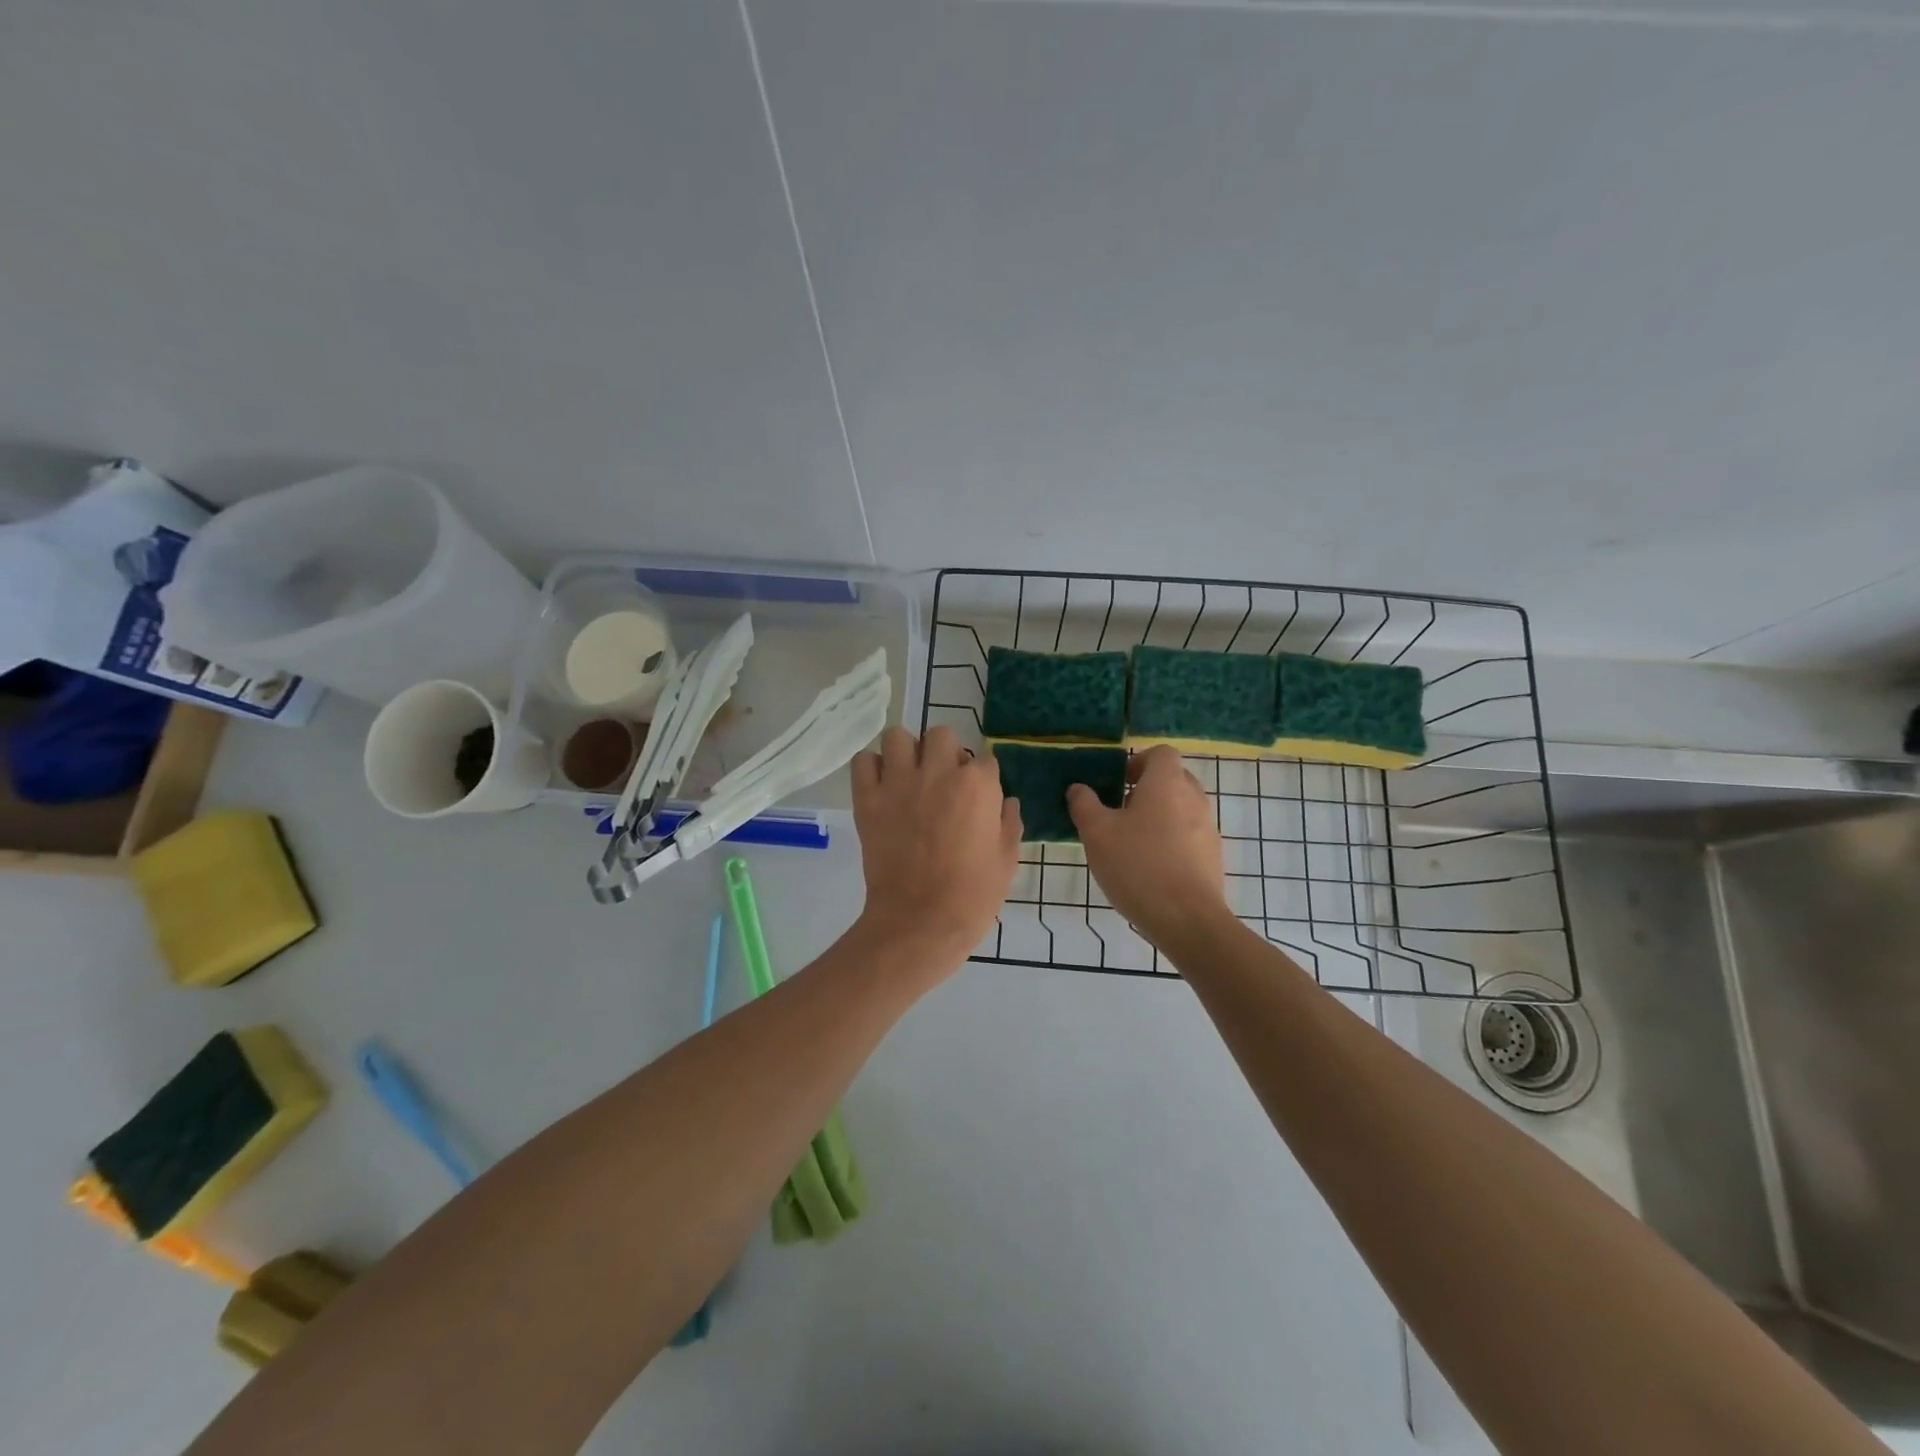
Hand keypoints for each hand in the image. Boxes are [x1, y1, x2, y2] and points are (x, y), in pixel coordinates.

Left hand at [850, 726, 1021, 969]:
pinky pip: (863, 761)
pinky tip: (881, 786)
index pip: (984, 760)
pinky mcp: (868, 799)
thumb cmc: (972, 896)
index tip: (977, 798)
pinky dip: (871, 768)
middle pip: (941, 735)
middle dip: (945, 752)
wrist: (920, 922)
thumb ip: (1009, 823)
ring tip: (908, 776)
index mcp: (978, 786)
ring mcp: (899, 783)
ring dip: (906, 752)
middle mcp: (938, 773)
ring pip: (898, 737)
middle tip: (942, 781)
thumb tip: (1006, 802)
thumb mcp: (1007, 860)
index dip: (981, 779)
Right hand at [1068, 746, 1229, 946]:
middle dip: (1146, 791)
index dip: (1137, 762)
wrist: (1188, 921)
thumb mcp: (1097, 834)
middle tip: (1118, 813)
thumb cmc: (1138, 866)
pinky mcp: (1213, 858)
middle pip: (1172, 780)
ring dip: (1158, 818)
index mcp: (1167, 783)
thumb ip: (1084, 804)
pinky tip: (1150, 870)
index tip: (1117, 784)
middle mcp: (1194, 798)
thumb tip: (1079, 788)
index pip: (1160, 753)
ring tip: (1130, 845)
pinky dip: (1171, 843)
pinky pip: (1189, 837)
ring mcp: (1208, 829)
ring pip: (1181, 810)